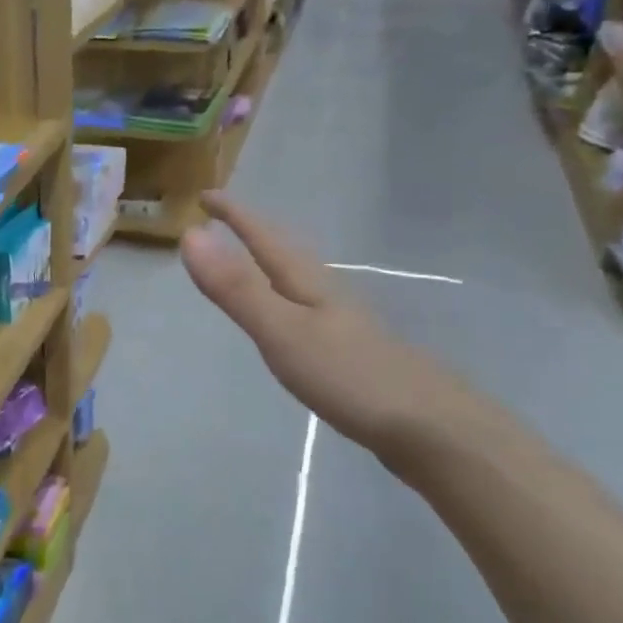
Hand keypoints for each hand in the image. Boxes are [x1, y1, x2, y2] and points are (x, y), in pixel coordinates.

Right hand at [181, 192, 486, 462]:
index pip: (264, 238)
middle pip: (285, 252)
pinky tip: (291, 318)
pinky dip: (286, 297)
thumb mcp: (281, 331)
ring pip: (299, 279)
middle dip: (253, 232)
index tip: (205, 195)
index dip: (235, 216)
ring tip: (250, 260)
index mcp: (308, 283)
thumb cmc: (348, 376)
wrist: (431, 426)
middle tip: (223, 219)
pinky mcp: (352, 351)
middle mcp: (327, 294)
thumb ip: (237, 288)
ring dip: (270, 263)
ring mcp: (344, 322)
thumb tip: (191, 236)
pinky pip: (307, 308)